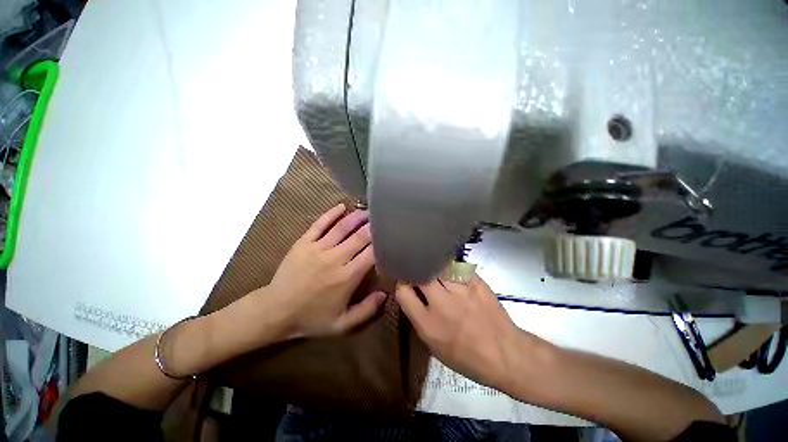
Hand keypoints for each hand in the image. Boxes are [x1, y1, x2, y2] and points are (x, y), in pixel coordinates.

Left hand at [267, 204, 386, 337]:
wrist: (275, 312)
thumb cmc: (312, 318)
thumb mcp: (342, 324)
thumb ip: (367, 310)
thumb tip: (385, 294)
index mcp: (347, 277)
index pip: (371, 254)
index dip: (382, 243)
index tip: (390, 236)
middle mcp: (335, 258)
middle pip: (359, 237)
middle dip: (373, 227)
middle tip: (382, 219)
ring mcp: (318, 248)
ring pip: (342, 227)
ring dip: (357, 217)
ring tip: (368, 211)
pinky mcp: (303, 243)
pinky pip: (320, 224)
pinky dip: (331, 214)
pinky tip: (342, 206)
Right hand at [395, 275, 522, 389]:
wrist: (505, 354)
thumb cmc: (467, 357)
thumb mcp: (434, 346)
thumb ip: (419, 318)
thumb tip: (412, 296)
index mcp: (427, 323)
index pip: (403, 292)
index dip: (402, 285)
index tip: (407, 284)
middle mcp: (441, 303)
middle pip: (419, 274)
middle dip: (416, 272)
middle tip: (420, 273)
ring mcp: (460, 290)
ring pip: (437, 267)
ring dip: (433, 268)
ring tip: (435, 271)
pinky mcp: (475, 282)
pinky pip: (456, 267)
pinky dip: (451, 269)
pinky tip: (452, 273)